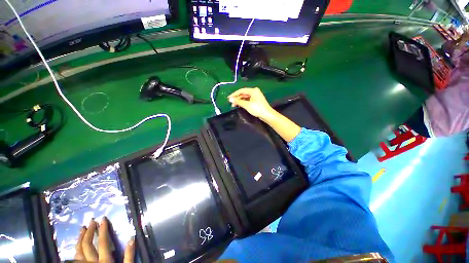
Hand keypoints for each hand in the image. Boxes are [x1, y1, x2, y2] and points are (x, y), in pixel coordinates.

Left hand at [75, 217, 134, 262]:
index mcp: (104, 262)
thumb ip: (129, 255)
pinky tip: (77, 244)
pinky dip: (76, 249)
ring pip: (78, 251)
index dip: (102, 230)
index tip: (103, 219)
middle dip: (89, 232)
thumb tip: (132, 238)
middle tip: (91, 221)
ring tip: (82, 229)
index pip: (102, 242)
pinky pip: (75, 258)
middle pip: (87, 245)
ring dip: (80, 239)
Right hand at [228, 88, 274, 119]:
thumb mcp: (247, 105)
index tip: (228, 98)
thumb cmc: (257, 108)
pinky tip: (239, 105)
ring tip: (234, 105)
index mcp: (253, 90)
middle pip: (243, 94)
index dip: (234, 94)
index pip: (241, 90)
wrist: (267, 115)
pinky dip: (243, 102)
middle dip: (237, 98)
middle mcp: (254, 92)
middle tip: (231, 103)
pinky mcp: (256, 101)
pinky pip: (247, 100)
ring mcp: (255, 96)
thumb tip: (230, 99)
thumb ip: (238, 101)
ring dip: (239, 101)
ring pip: (245, 97)